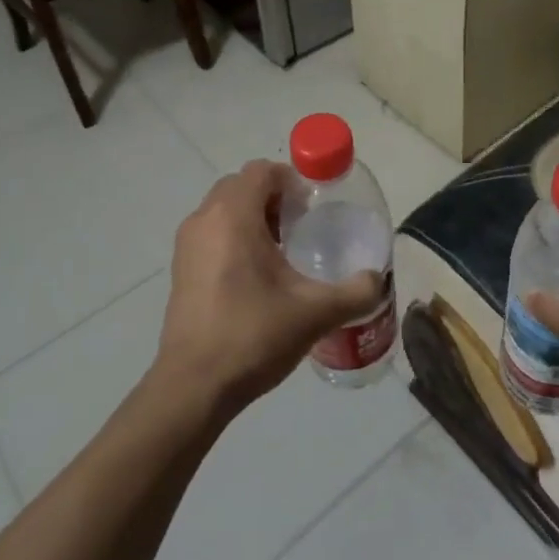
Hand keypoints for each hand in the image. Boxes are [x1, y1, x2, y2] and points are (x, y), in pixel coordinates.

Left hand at [155, 160, 384, 417]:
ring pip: (224, 210)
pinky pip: (212, 234)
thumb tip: (378, 280)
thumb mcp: (315, 313)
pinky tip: (258, 277)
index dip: (292, 180)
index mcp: (233, 215)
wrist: (193, 388)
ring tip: (283, 252)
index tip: (314, 207)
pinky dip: (234, 238)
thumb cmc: (253, 335)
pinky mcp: (180, 270)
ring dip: (253, 217)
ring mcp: (187, 245)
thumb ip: (355, 292)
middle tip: (302, 226)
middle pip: (242, 186)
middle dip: (273, 197)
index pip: (262, 171)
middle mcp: (204, 220)